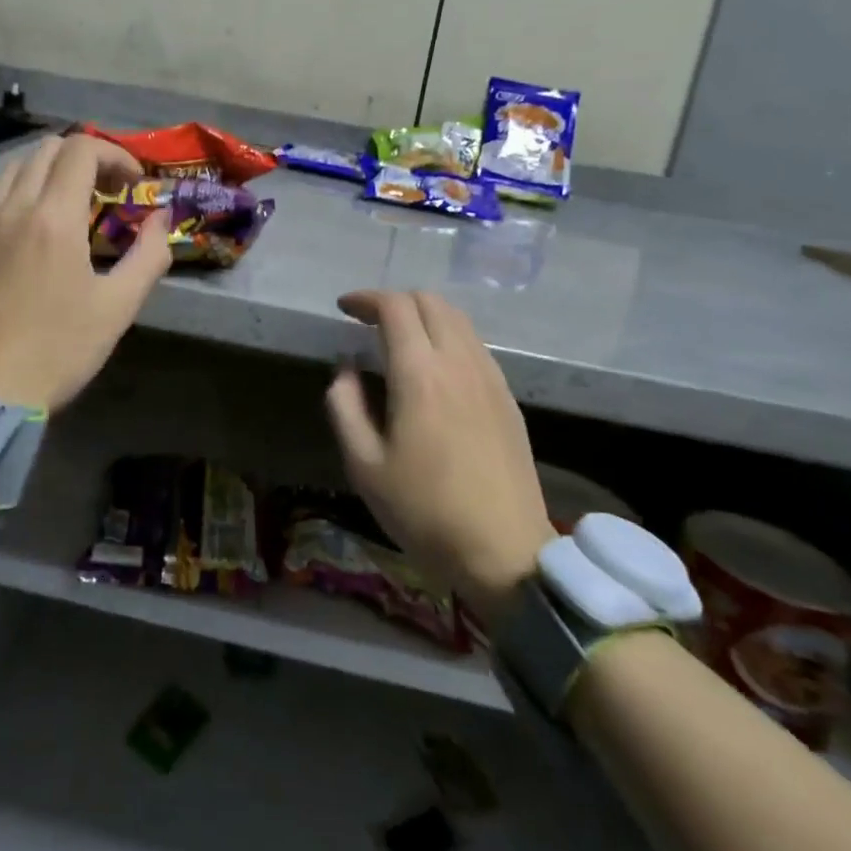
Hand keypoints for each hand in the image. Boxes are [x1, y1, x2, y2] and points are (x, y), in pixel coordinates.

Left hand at [0, 134, 171, 409]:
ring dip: (50, 171)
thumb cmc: (60, 348)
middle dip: (85, 158)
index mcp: (53, 217)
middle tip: (107, 190)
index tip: (133, 182)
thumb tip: (161, 218)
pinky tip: (33, 230)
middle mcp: (13, 207)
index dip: (115, 154)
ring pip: (15, 168)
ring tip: (71, 204)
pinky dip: (21, 194)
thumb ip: (149, 253)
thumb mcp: (119, 305)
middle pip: (47, 149)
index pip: (82, 149)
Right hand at [326, 290, 556, 617]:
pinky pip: (475, 344)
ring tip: (399, 338)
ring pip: (457, 318)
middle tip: (368, 322)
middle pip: (429, 301)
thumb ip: (345, 407)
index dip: (365, 299)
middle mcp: (458, 362)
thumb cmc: (424, 511)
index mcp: (420, 374)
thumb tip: (346, 369)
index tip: (344, 308)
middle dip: (394, 301)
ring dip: (423, 315)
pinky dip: (448, 335)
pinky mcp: (506, 396)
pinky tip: (434, 366)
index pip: (394, 307)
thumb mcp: (364, 466)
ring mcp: (489, 377)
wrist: (505, 552)